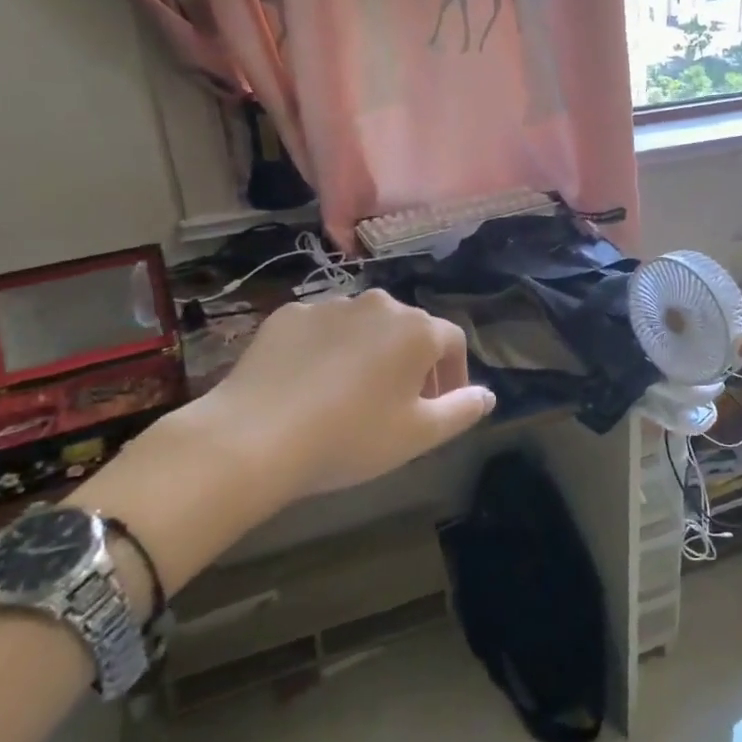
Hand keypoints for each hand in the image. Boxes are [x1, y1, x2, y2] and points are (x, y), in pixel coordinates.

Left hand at [74, 291, 494, 593]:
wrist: (253, 437)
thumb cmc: (349, 438)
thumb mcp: (418, 436)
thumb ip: (462, 411)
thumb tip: (488, 395)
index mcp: (417, 330)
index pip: (453, 342)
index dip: (453, 374)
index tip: (439, 407)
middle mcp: (379, 304)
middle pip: (409, 330)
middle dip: (412, 363)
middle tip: (396, 405)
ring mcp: (331, 304)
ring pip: (365, 327)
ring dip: (369, 353)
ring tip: (349, 396)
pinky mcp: (288, 314)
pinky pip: (322, 329)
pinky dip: (326, 350)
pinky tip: (309, 386)